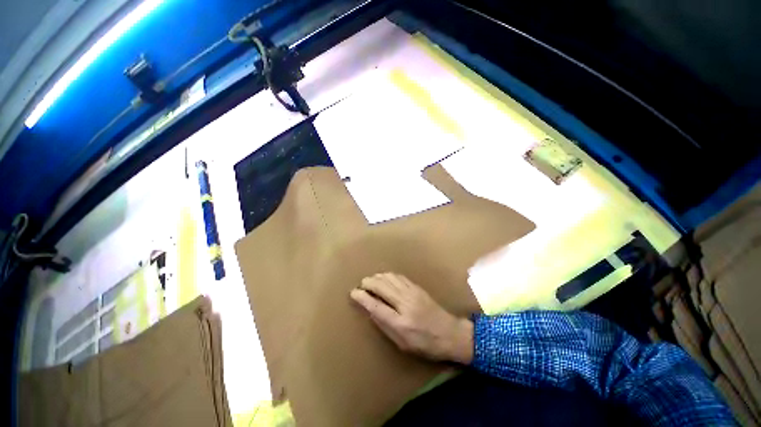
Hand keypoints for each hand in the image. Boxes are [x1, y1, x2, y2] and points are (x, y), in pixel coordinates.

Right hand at [350, 273, 473, 363]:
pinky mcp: (417, 287)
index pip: (376, 306)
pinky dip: (387, 275)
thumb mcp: (403, 343)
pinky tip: (383, 277)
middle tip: (360, 285)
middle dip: (368, 283)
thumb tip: (371, 310)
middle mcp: (405, 304)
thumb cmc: (425, 344)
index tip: (353, 292)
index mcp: (401, 323)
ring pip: (389, 278)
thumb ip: (385, 326)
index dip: (363, 298)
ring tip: (369, 281)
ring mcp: (412, 292)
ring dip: (377, 277)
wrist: (450, 333)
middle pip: (381, 287)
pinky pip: (398, 277)